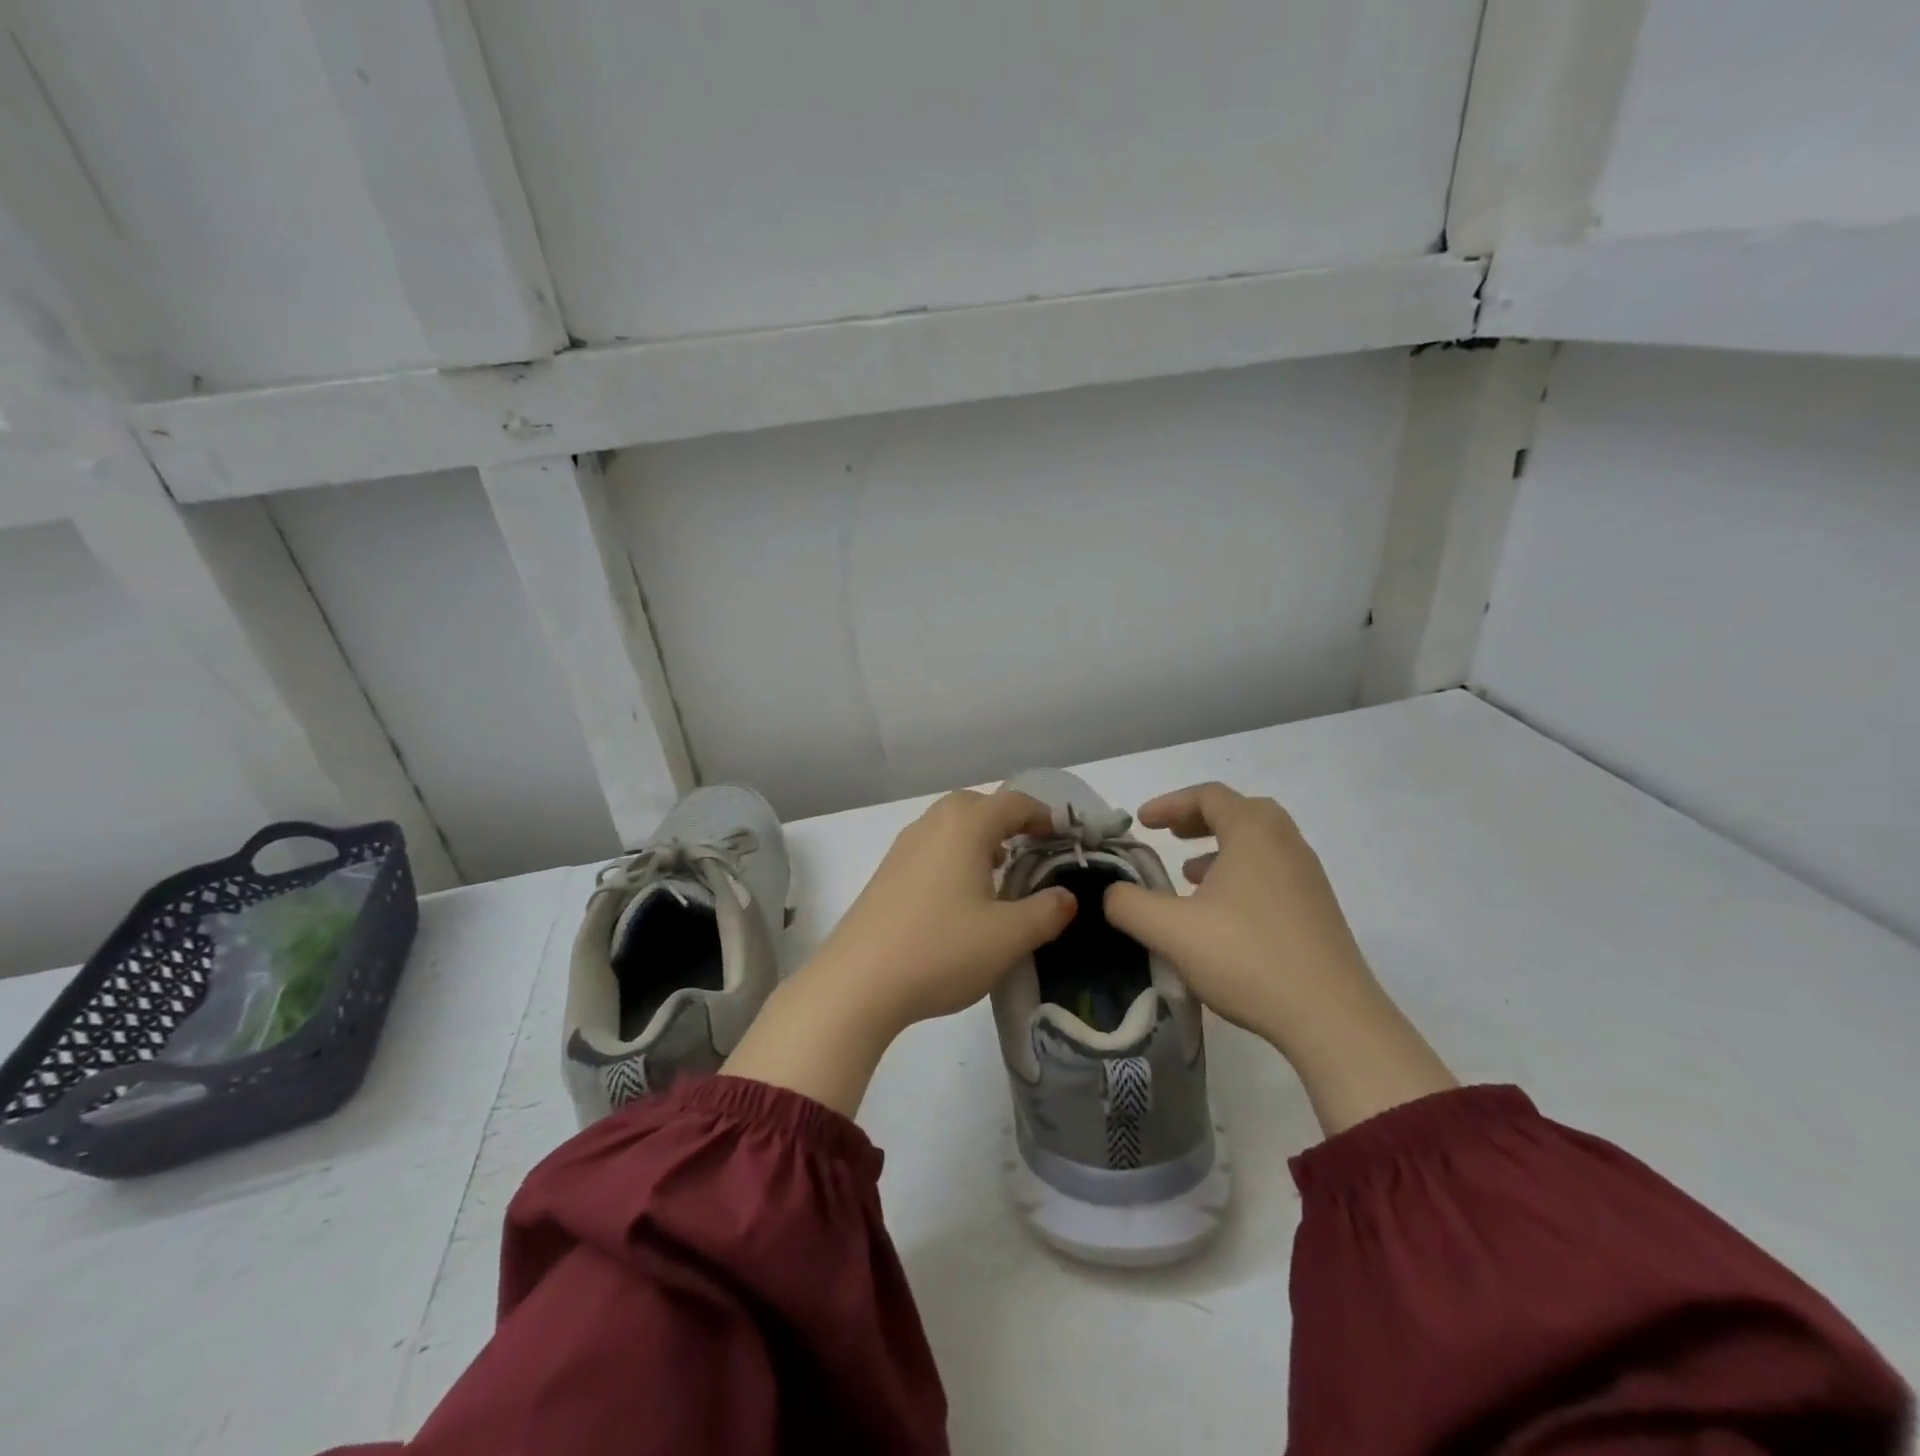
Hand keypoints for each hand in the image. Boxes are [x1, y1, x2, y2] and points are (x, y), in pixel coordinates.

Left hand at [809, 788, 1077, 1028]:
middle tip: (1034, 852)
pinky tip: (962, 896)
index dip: (1046, 816)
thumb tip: (1067, 897)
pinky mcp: (887, 873)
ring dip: (981, 838)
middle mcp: (932, 824)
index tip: (1067, 839)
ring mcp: (904, 847)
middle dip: (1010, 821)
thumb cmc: (941, 949)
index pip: (1014, 802)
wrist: (858, 982)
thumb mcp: (1008, 936)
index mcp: (965, 826)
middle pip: (978, 805)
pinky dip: (955, 855)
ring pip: (951, 825)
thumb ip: (1047, 911)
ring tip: (1002, 874)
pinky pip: (932, 847)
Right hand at [1102, 782, 1454, 1134]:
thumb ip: (1128, 904)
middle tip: (1170, 836)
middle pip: (1240, 812)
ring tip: (1189, 876)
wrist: (1332, 1018)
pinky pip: (1273, 871)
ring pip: (1260, 843)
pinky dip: (1242, 874)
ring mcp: (1308, 877)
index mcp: (1254, 833)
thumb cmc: (1247, 958)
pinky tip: (1222, 914)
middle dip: (1199, 819)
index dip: (1170, 803)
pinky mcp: (1318, 910)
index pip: (1210, 796)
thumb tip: (1111, 893)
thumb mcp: (1171, 930)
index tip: (1142, 823)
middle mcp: (1286, 844)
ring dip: (1221, 848)